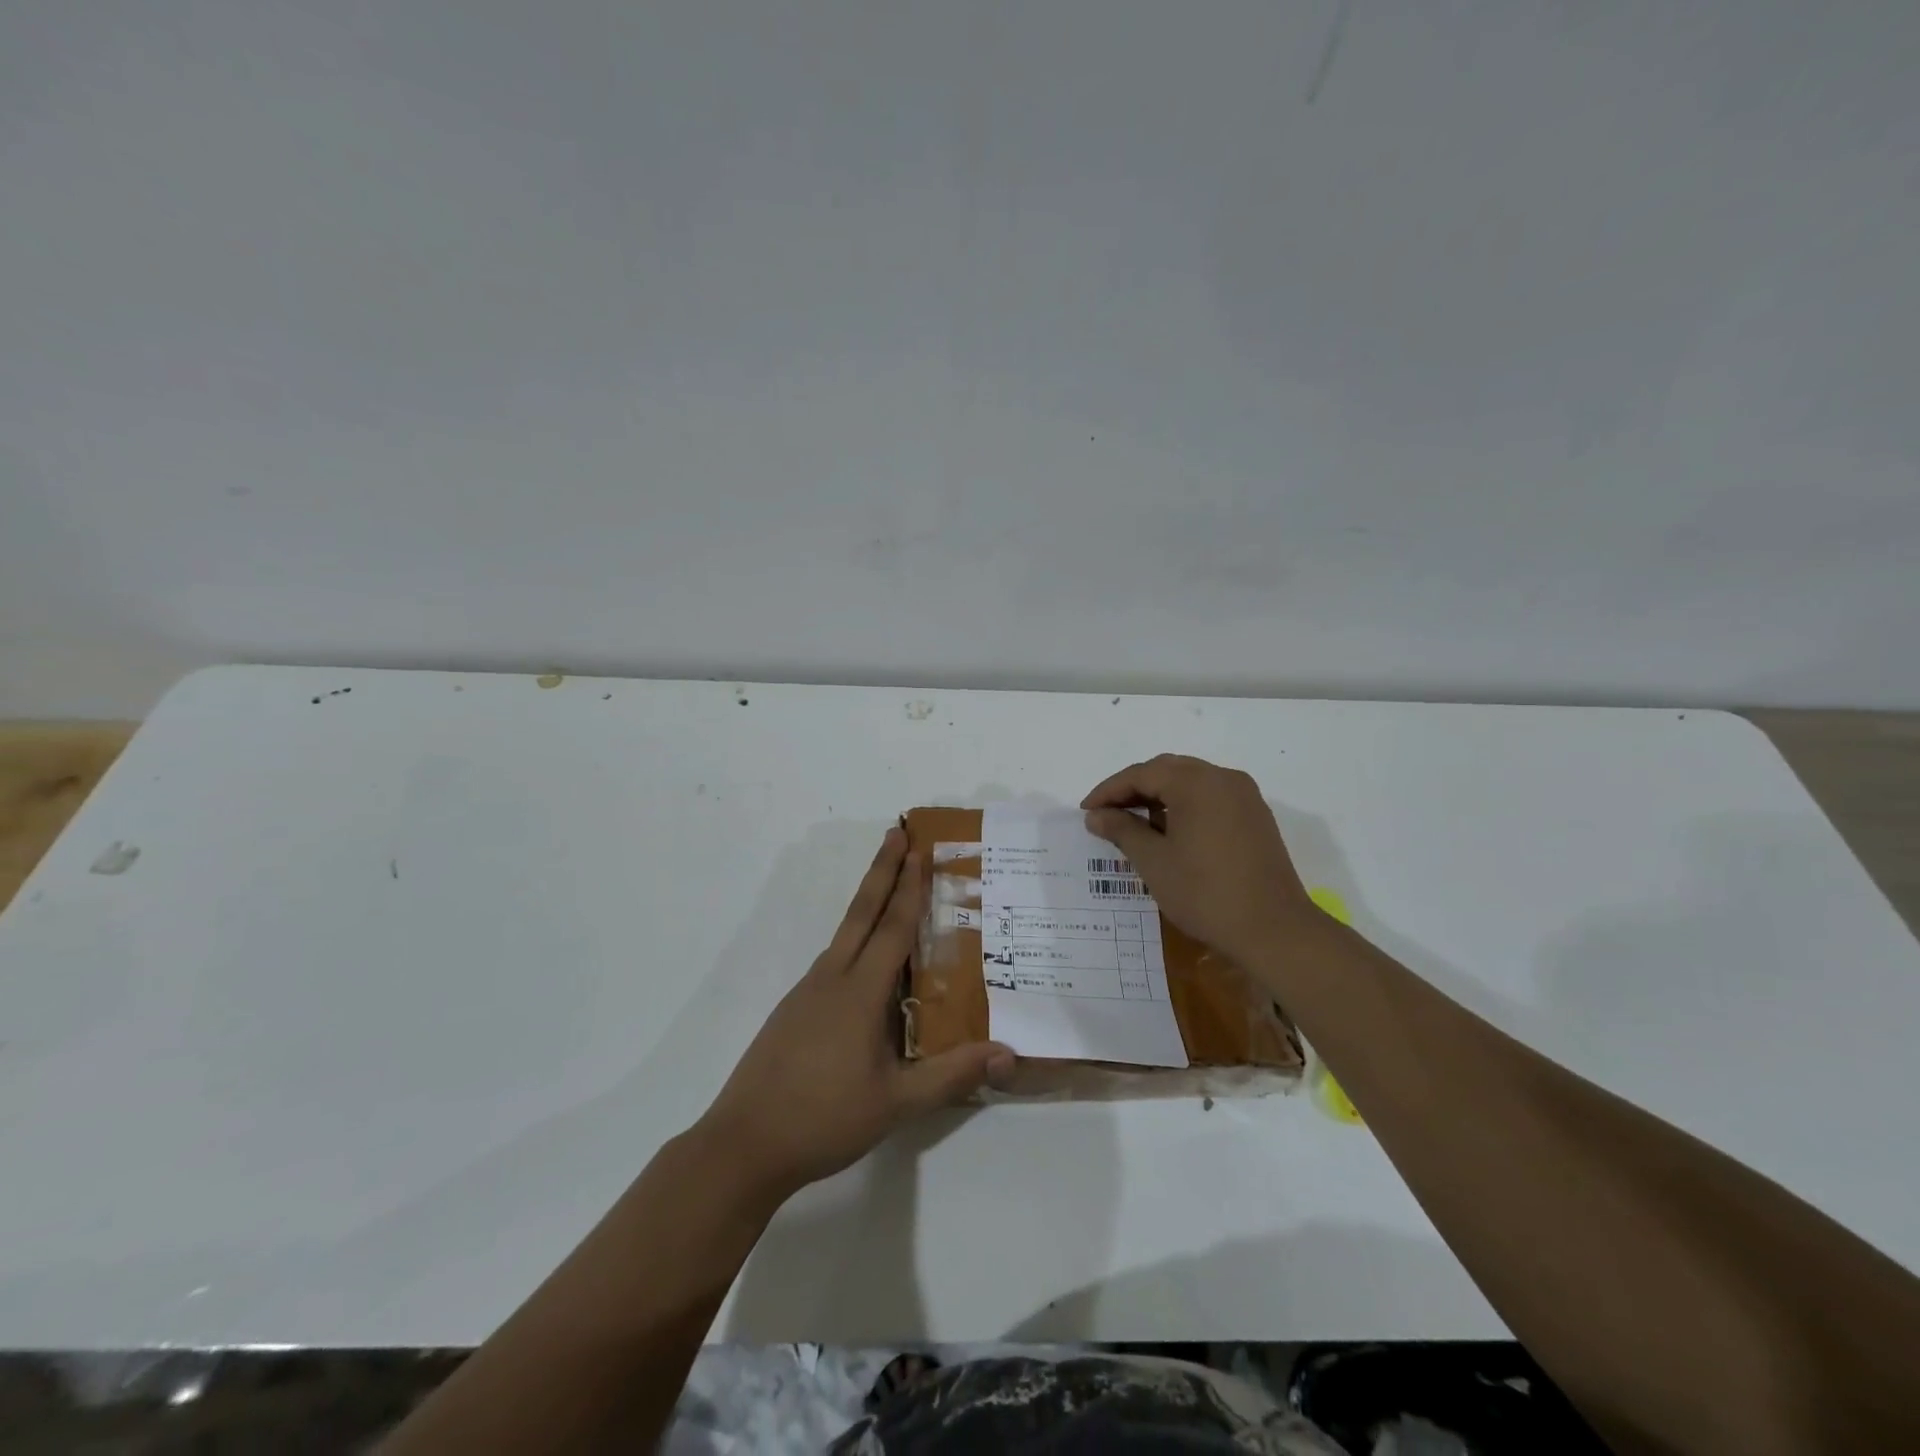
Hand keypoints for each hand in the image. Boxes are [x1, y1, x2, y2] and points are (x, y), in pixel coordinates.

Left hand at [697, 827, 1014, 1201]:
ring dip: (868, 903)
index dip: (909, 887)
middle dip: (882, 870)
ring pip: (845, 935)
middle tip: (897, 832)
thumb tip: (1009, 1054)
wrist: (742, 1145)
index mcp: (859, 992)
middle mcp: (831, 978)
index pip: (891, 927)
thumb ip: (952, 1075)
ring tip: (891, 890)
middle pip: (861, 912)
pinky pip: (834, 961)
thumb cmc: (823, 1118)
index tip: (919, 848)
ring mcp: (807, 993)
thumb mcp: (896, 1103)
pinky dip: (856, 942)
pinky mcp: (794, 1010)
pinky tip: (866, 965)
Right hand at [1082, 754, 1314, 966]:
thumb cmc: (1206, 894)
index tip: (1086, 811)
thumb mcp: (1154, 862)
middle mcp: (1223, 778)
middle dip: (1133, 788)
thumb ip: (1122, 830)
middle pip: (1167, 770)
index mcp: (1197, 782)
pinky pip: (1210, 797)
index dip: (1109, 791)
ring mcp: (1244, 796)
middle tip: (1106, 814)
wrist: (1275, 930)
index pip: (1142, 774)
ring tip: (1133, 823)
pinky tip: (1169, 831)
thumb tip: (1096, 815)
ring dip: (1159, 795)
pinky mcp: (1255, 816)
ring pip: (1190, 782)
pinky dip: (1184, 805)